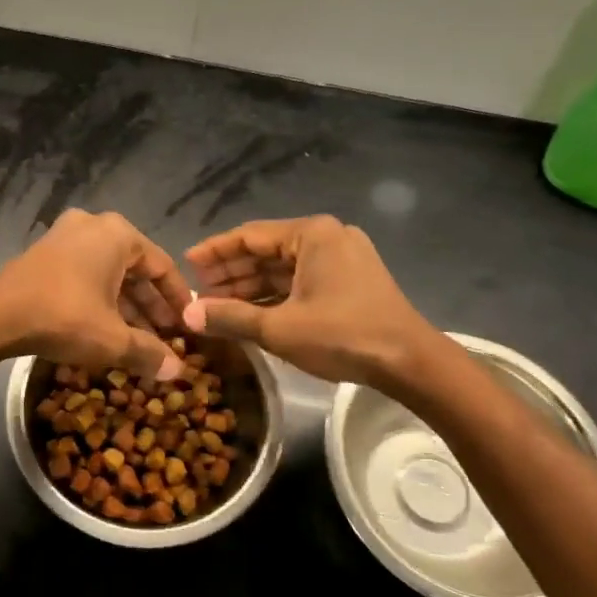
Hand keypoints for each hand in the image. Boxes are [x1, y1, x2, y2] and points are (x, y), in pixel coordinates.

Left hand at [0, 211, 191, 380]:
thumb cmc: (64, 317)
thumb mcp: (113, 339)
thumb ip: (149, 352)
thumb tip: (177, 370)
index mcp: (117, 234)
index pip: (162, 266)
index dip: (177, 301)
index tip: (188, 327)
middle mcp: (94, 226)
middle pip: (135, 270)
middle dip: (151, 307)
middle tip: (166, 339)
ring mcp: (66, 236)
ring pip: (109, 274)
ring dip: (126, 306)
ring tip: (141, 341)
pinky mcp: (45, 253)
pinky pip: (85, 274)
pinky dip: (100, 299)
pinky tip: (108, 330)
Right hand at [183, 216, 436, 385]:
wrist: (410, 362)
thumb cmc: (342, 336)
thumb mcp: (279, 328)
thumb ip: (230, 317)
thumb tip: (187, 315)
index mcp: (311, 234)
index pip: (249, 235)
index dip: (214, 251)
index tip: (186, 262)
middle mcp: (327, 237)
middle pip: (267, 250)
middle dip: (231, 271)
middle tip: (197, 289)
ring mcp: (342, 258)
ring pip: (284, 267)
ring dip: (251, 285)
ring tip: (216, 302)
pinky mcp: (351, 280)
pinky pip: (302, 280)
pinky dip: (276, 294)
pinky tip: (251, 311)